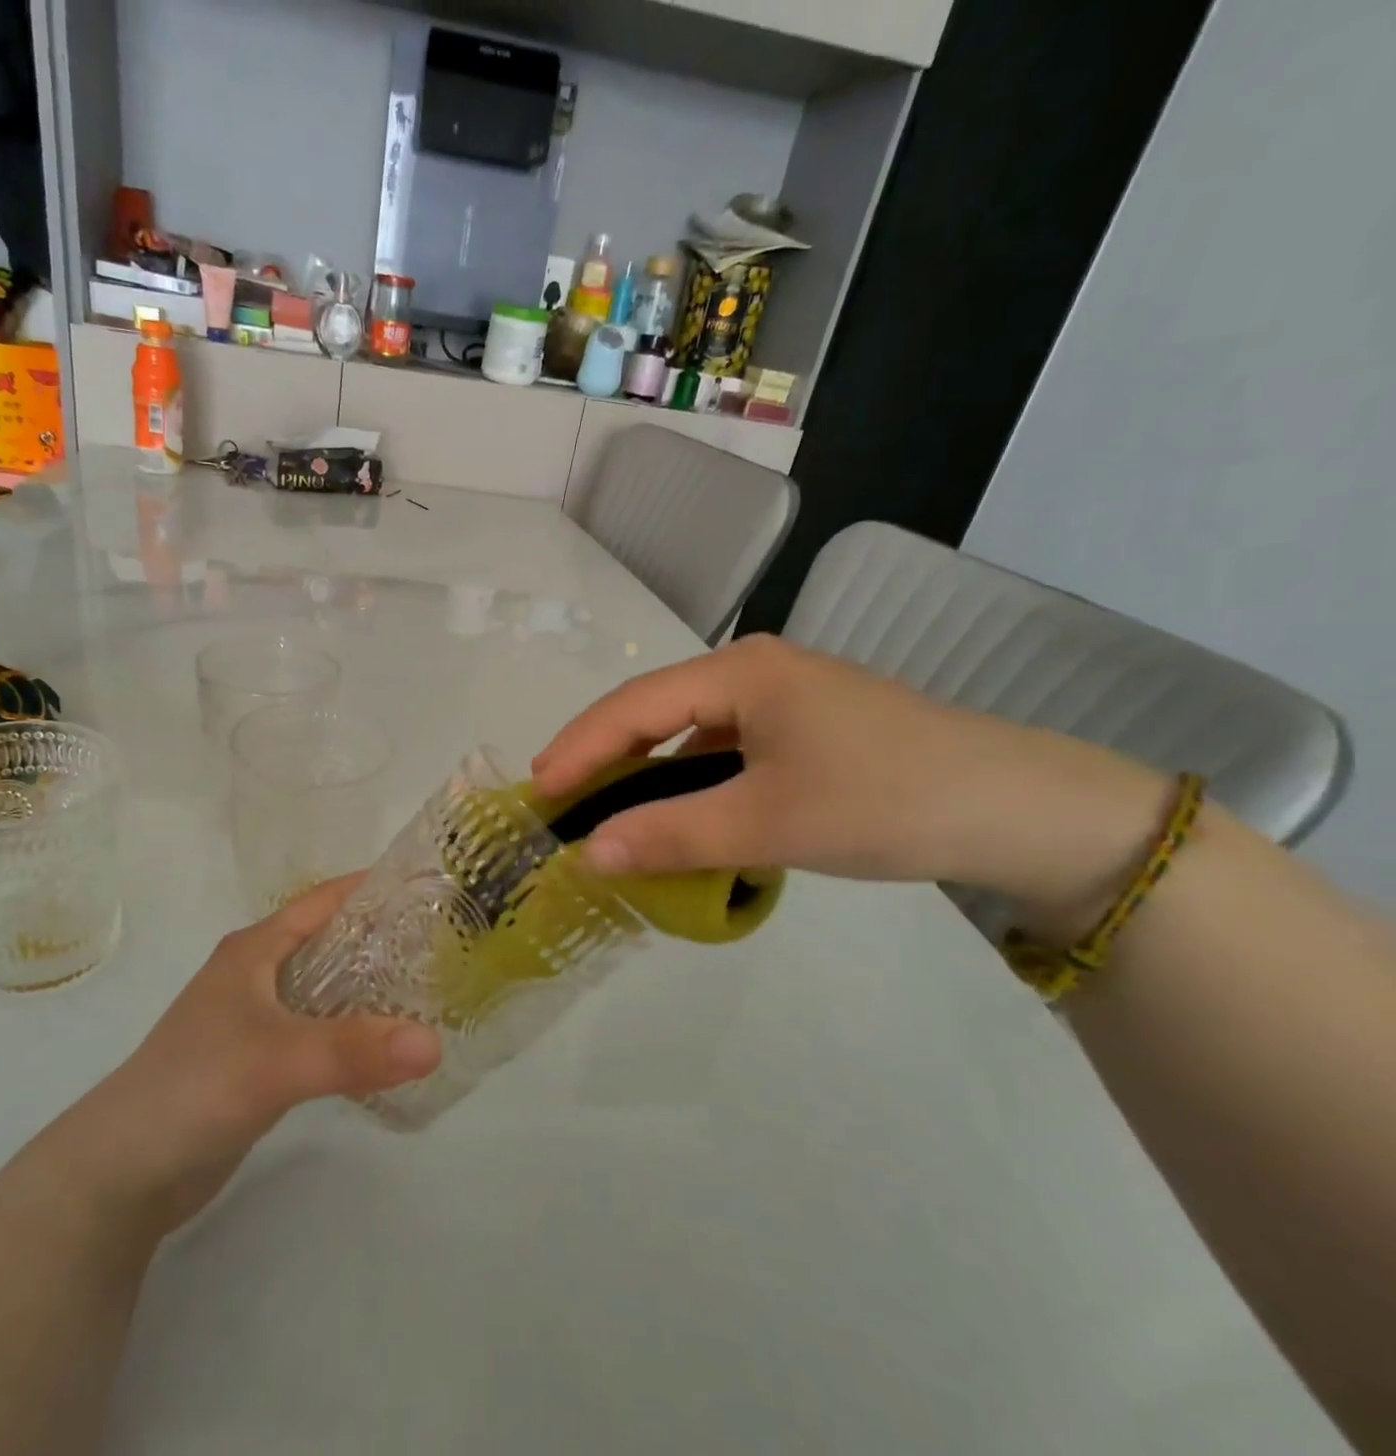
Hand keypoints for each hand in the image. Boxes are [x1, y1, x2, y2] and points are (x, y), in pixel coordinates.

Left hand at [43, 878, 441, 1241]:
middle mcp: (257, 974)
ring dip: (370, 988)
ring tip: (429, 991)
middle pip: (330, 942)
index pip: (323, 900)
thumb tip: (434, 1044)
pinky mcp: (259, 1061)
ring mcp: (256, 1019)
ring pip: (326, 989)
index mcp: (255, 949)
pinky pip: (318, 1031)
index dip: (371, 888)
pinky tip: (386, 1046)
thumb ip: (353, 1050)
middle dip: (382, 940)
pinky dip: (352, 1031)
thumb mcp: (277, 1060)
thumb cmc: (194, 1087)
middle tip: (444, 945)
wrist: (121, 1172)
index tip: (428, 887)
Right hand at [532, 635, 1169, 922]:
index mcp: (739, 671)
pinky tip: (679, 807)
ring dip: (644, 767)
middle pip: (653, 708)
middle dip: (602, 752)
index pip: (632, 706)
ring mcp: (781, 696)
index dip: (578, 748)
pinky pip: (722, 745)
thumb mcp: (766, 823)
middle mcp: (753, 670)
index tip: (536, 792)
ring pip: (687, 728)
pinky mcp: (803, 726)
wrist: (1021, 809)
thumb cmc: (884, 802)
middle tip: (556, 795)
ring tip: (603, 804)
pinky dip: (687, 776)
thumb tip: (588, 855)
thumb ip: (669, 835)